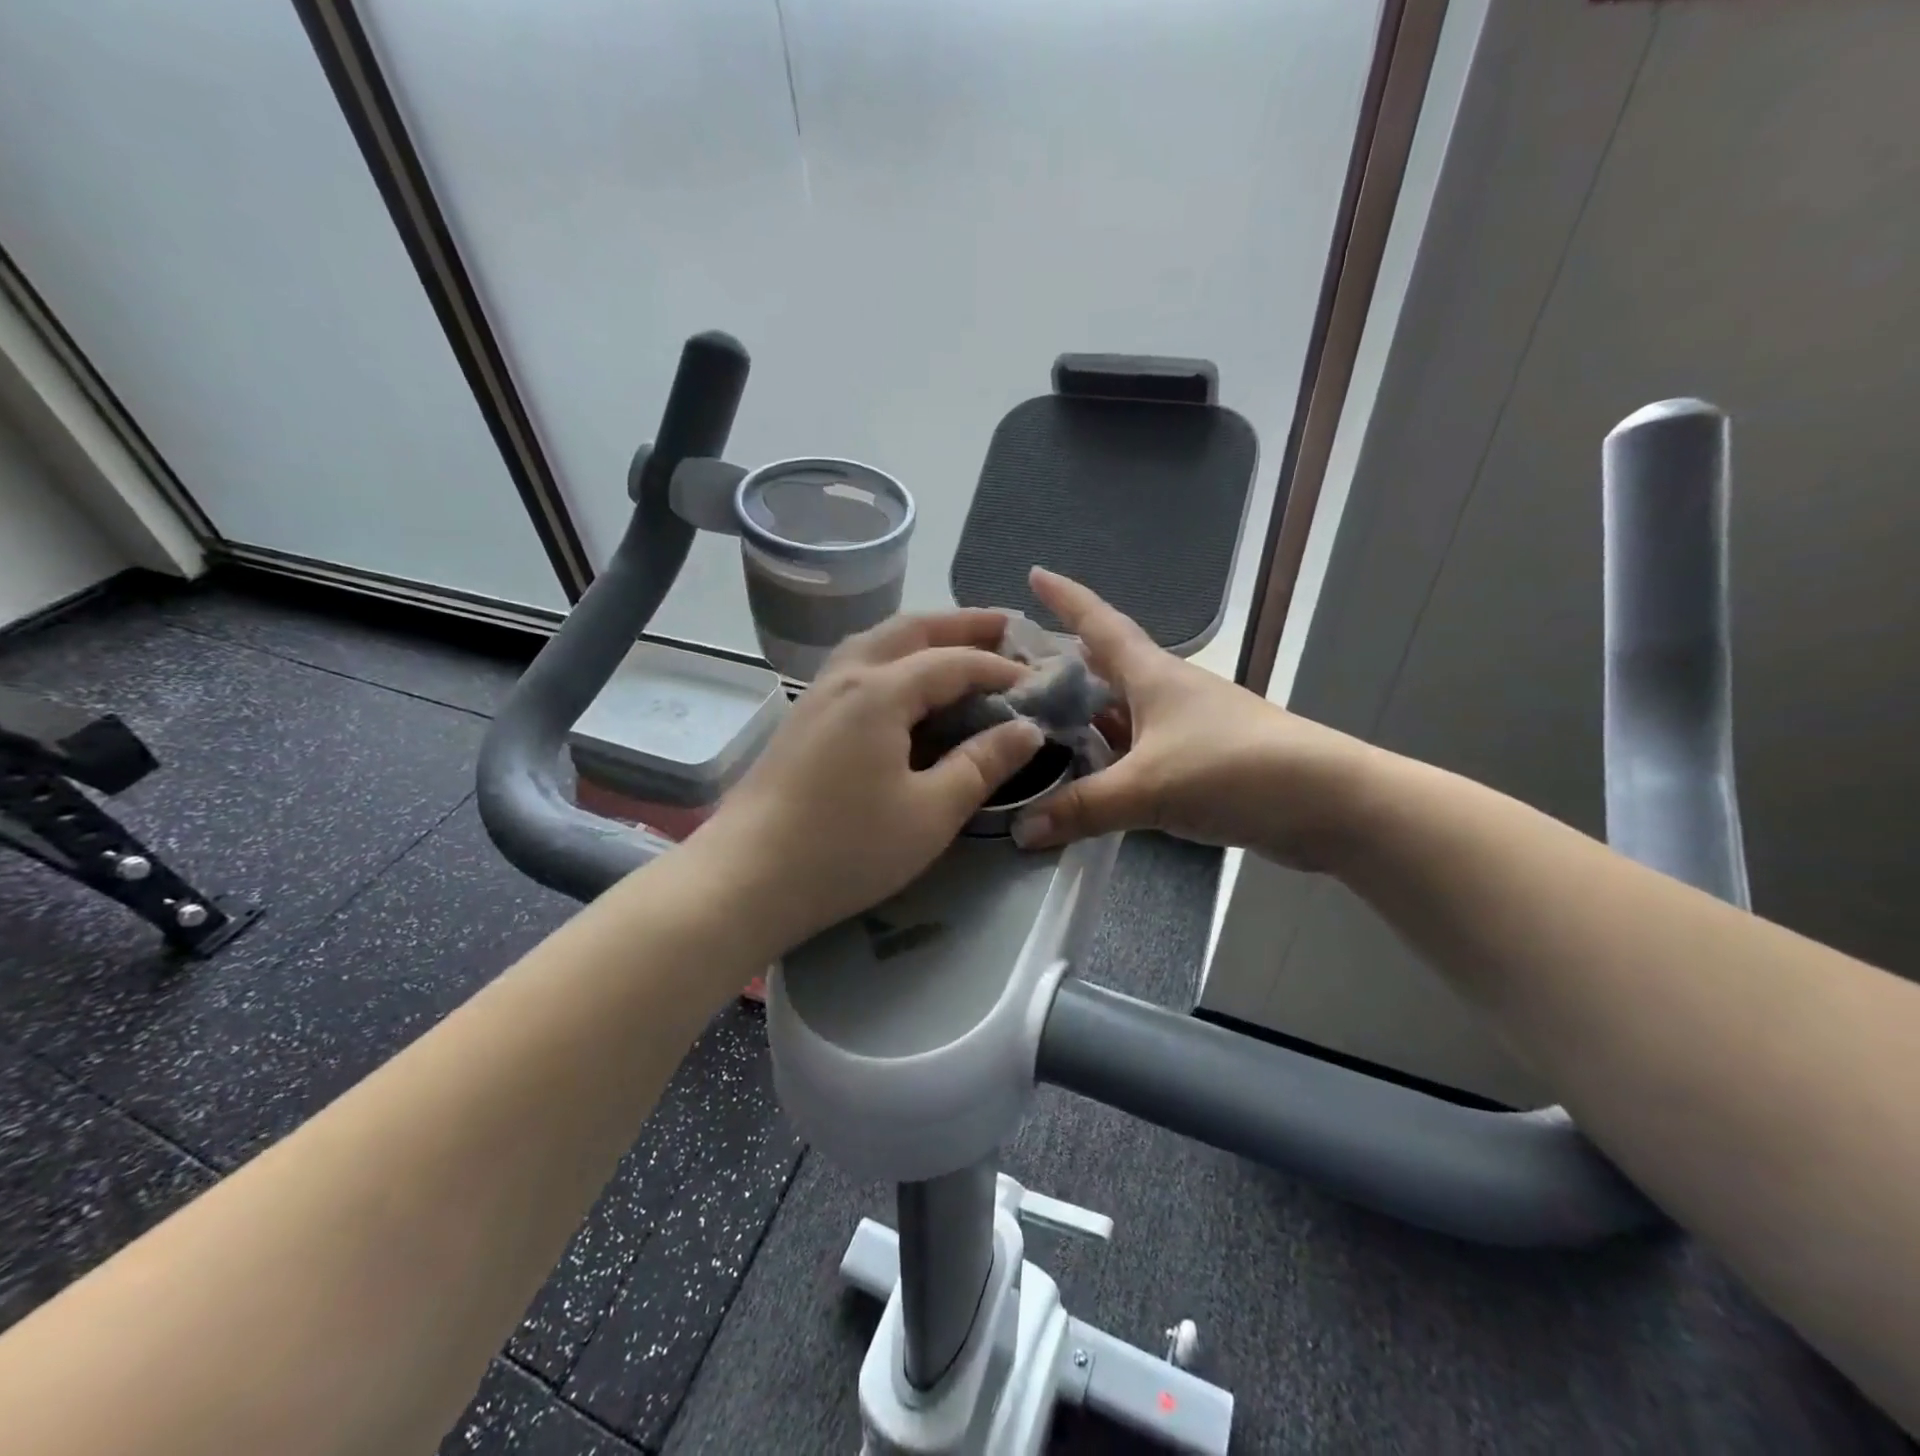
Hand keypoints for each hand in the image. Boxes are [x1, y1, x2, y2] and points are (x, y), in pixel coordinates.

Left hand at [688, 610, 1045, 950]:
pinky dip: (894, 657)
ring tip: (959, 645)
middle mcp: (847, 675)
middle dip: (962, 624)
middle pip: (911, 630)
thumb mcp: (930, 813)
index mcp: (881, 690)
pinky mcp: (802, 717)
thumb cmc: (845, 848)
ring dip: (923, 635)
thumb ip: (982, 764)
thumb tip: (1027, 729)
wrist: (745, 878)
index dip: (1000, 669)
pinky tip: (905, 684)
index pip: (954, 661)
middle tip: (1006, 627)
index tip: (1038, 682)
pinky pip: (858, 665)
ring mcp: (817, 693)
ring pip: (877, 641)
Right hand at [1010, 569, 1367, 868]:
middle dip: (1062, 665)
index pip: (1099, 624)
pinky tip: (1084, 775)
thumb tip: (1019, 831)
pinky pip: (1135, 751)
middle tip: (1012, 672)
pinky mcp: (1196, 762)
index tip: (1034, 574)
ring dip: (1082, 716)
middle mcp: (1165, 692)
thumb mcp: (1149, 787)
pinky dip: (1107, 758)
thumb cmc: (1235, 769)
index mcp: (1152, 675)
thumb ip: (1082, 807)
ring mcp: (1183, 727)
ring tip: (1035, 725)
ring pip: (1119, 713)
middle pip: (1105, 668)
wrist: (1327, 803)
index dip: (1066, 599)